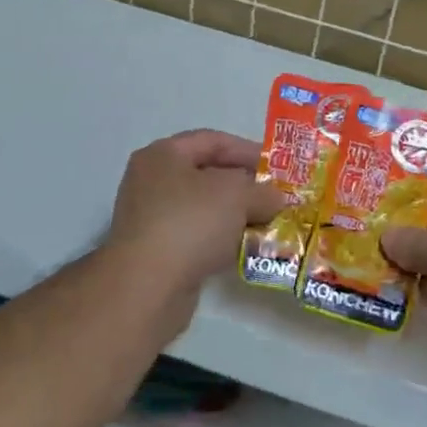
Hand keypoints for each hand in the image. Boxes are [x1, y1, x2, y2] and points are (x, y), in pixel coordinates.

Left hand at [106, 129, 284, 333]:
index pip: (212, 141)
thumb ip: (262, 191)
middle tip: (277, 197)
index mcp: (163, 155)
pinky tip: (247, 248)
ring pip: (204, 208)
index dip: (248, 150)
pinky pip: (197, 237)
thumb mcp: (237, 196)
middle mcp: (152, 181)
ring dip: (236, 215)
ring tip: (269, 223)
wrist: (147, 286)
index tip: (278, 166)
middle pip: (207, 175)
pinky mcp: (157, 252)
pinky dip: (222, 239)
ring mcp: (151, 218)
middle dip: (245, 186)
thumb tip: (275, 198)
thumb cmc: (190, 222)